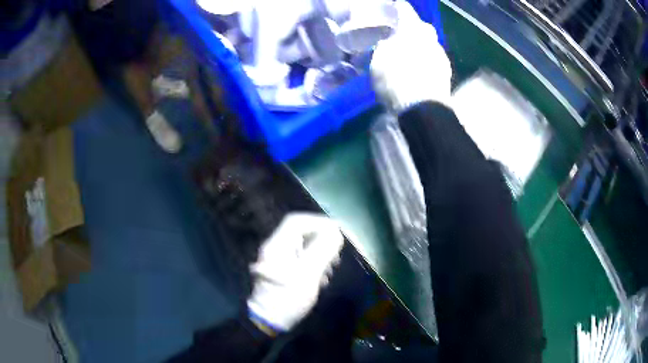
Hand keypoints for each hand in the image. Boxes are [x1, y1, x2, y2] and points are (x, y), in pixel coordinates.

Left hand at [247, 213, 343, 333]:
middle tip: (335, 255)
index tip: (336, 232)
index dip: (318, 222)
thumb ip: (323, 250)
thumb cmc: (288, 297)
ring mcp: (277, 260)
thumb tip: (335, 232)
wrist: (269, 321)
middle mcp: (275, 248)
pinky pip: (300, 259)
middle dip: (321, 240)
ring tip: (330, 269)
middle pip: (300, 233)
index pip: (296, 221)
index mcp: (277, 245)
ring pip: (302, 247)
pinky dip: (313, 264)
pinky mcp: (282, 271)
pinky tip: (321, 278)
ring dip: (319, 254)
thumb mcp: (308, 274)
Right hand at [370, 0, 451, 112]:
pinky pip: (434, 60)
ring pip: (429, 44)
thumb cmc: (396, 79)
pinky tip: (419, 70)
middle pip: (422, 27)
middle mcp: (430, 38)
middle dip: (413, 28)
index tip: (393, 7)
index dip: (398, 8)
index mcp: (412, 29)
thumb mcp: (379, 60)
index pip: (405, 10)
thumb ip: (384, 46)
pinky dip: (426, 61)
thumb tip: (388, 43)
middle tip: (401, 34)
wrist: (423, 108)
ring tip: (409, 55)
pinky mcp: (447, 73)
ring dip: (420, 46)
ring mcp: (441, 55)